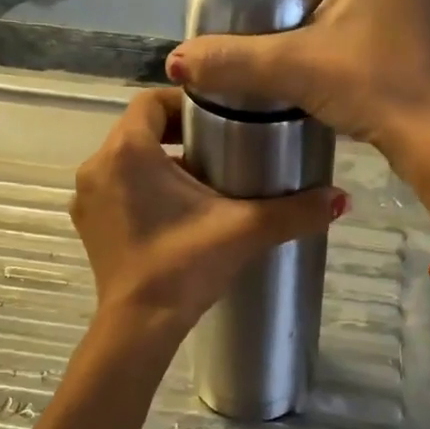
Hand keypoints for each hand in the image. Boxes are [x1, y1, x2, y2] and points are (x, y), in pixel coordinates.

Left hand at [71, 88, 346, 336]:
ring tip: (204, 181)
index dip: (184, 102)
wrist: (139, 327)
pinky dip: (143, 188)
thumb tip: (342, 198)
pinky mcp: (88, 224)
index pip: (151, 101)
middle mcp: (99, 166)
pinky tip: (176, 212)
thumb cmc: (184, 265)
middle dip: (177, 134)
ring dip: (160, 162)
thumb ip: (295, 211)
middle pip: (139, 130)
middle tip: (220, 146)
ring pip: (127, 160)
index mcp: (128, 151)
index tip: (218, 116)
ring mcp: (87, 198)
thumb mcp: (245, 230)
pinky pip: (116, 188)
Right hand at [164, 0, 429, 173]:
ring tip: (337, 50)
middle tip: (300, 36)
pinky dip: (396, 25)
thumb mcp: (291, 68)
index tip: (274, 9)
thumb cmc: (367, 85)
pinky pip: (418, 10)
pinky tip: (379, 58)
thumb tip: (174, 62)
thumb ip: (229, 59)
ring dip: (362, 8)